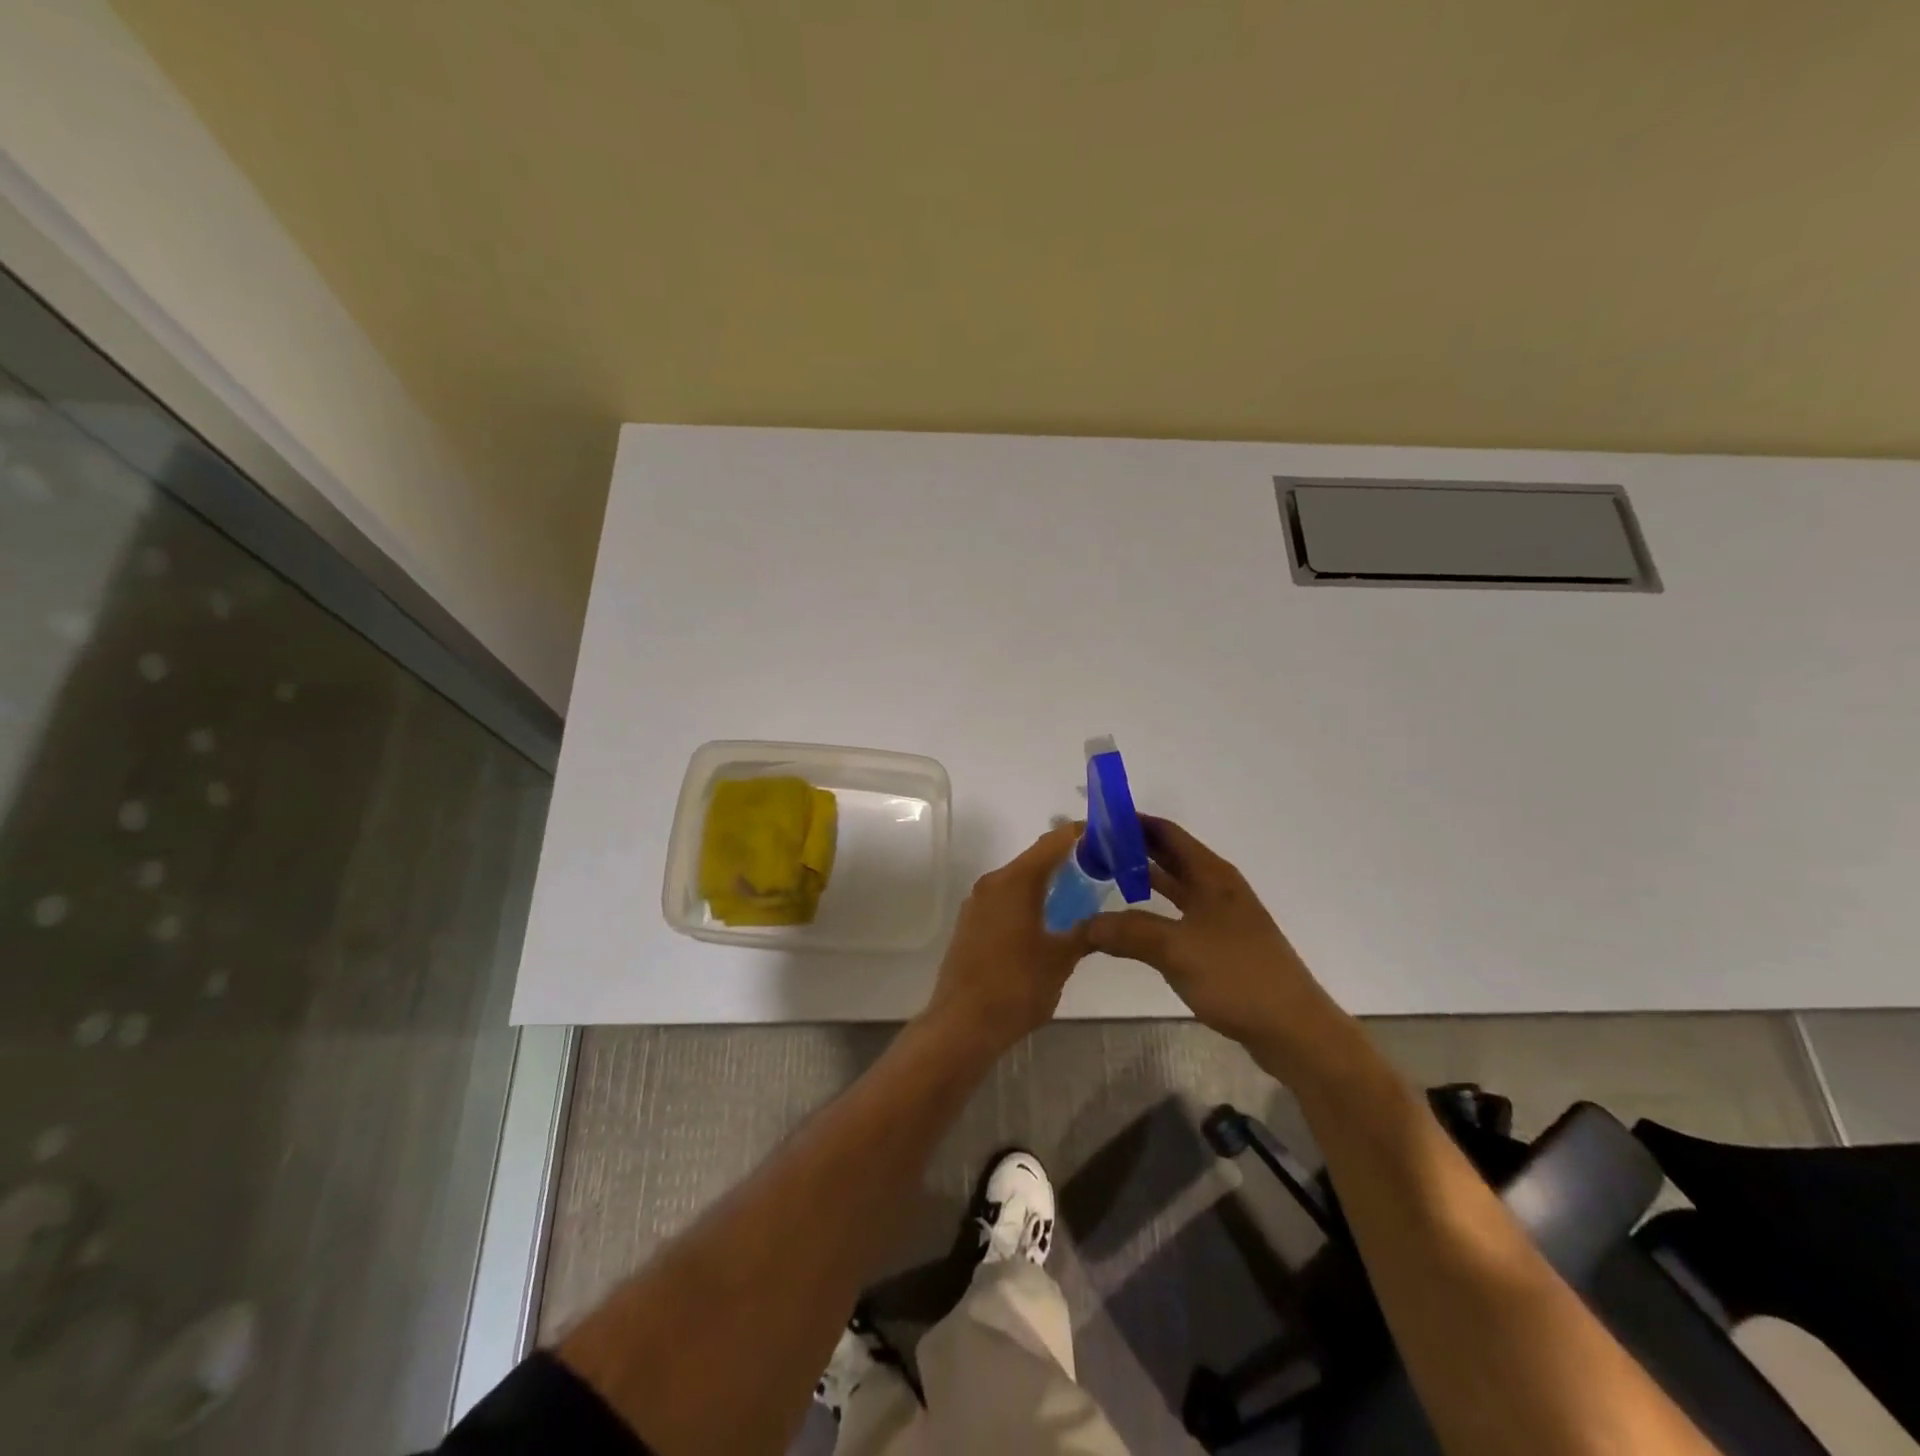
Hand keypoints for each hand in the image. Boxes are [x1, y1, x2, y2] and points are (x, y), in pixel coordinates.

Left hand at [922, 823, 1092, 1056]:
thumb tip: (1101, 920)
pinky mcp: (971, 923)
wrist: (961, 1025)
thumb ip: (1084, 931)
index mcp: (1016, 881)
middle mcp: (993, 882)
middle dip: (1070, 861)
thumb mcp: (1061, 960)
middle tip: (1104, 872)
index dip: (1083, 835)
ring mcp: (977, 902)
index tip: (1111, 838)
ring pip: (1020, 880)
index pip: (1055, 841)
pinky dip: (1030, 900)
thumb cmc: (1016, 987)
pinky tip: (1049, 923)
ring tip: (1082, 898)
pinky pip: (1006, 899)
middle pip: (1036, 858)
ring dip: (1049, 883)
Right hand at [1087, 817, 1350, 1079]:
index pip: (1166, 833)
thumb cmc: (1237, 977)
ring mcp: (1219, 917)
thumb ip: (1128, 932)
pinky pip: (1177, 914)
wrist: (1293, 1030)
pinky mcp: (1219, 945)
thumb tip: (1083, 926)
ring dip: (1140, 879)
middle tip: (1089, 851)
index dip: (1133, 822)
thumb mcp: (1176, 950)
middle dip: (1131, 849)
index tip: (1096, 821)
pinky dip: (1151, 910)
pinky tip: (1129, 922)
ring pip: (1173, 886)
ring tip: (1101, 878)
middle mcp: (1216, 888)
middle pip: (1169, 856)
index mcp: (1212, 875)